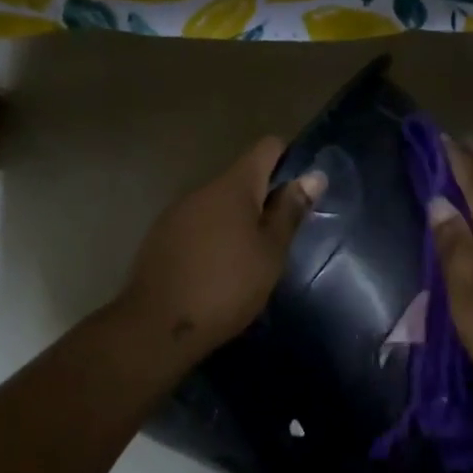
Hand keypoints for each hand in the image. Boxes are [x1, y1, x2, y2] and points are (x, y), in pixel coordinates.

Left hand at [116, 137, 325, 358]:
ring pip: (218, 205)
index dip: (289, 159)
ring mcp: (176, 212)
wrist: (158, 325)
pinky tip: (219, 270)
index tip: (302, 190)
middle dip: (263, 199)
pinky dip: (214, 238)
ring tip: (251, 258)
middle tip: (281, 237)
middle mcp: (202, 189)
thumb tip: (313, 176)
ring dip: (237, 221)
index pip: (266, 148)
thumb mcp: (270, 253)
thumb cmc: (227, 286)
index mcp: (233, 186)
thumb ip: (290, 211)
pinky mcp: (161, 237)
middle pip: (241, 178)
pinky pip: (197, 225)